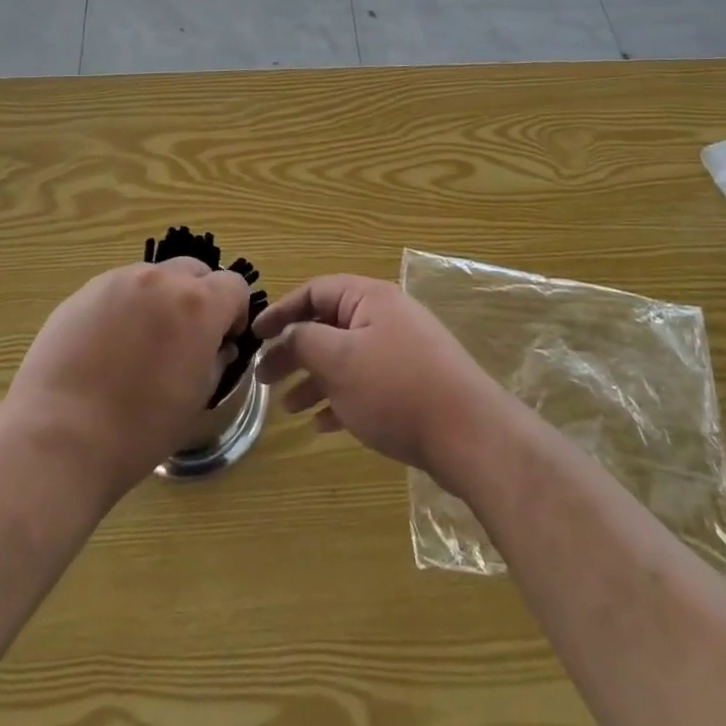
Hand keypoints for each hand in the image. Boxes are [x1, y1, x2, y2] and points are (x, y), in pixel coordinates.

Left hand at [0, 258, 248, 495]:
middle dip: (199, 298)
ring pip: (154, 278)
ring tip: (140, 345)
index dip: (234, 313)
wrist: (59, 439)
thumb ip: (215, 360)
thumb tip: (216, 346)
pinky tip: (106, 349)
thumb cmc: (139, 430)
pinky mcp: (84, 292)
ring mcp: (119, 281)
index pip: (234, 285)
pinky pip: (118, 290)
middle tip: (184, 339)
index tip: (222, 341)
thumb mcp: (197, 400)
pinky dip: (125, 308)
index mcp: (198, 304)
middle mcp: (161, 280)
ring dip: (160, 300)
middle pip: (195, 271)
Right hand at [254, 275, 512, 480]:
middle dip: (294, 351)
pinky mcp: (412, 384)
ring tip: (288, 408)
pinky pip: (366, 384)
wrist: (470, 434)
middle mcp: (386, 317)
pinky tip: (322, 426)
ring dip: (314, 379)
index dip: (282, 311)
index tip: (255, 334)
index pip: (315, 291)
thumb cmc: (396, 388)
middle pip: (329, 325)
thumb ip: (304, 341)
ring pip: (346, 358)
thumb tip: (287, 335)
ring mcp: (402, 351)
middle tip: (265, 379)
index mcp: (369, 298)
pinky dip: (341, 399)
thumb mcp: (339, 360)